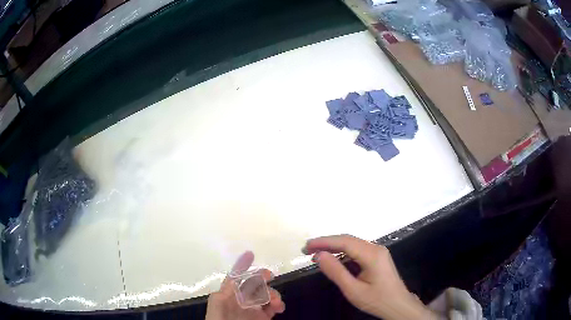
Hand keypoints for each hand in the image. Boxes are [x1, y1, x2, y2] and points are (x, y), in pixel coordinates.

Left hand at [206, 251, 285, 319]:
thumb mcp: (216, 309)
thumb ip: (222, 295)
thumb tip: (232, 282)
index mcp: (227, 295)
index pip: (234, 277)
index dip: (241, 265)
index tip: (250, 254)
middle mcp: (241, 300)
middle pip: (253, 283)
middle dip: (261, 277)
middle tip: (269, 276)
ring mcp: (253, 309)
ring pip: (266, 294)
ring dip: (272, 294)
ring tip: (275, 302)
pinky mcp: (262, 318)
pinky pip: (272, 307)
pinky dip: (278, 304)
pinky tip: (279, 307)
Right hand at [303, 235, 436, 319]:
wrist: (398, 306)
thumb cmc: (376, 300)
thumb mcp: (353, 290)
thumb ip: (336, 272)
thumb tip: (319, 255)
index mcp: (372, 254)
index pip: (344, 242)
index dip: (323, 242)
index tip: (306, 246)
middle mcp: (376, 248)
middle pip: (348, 240)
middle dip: (327, 243)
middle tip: (307, 250)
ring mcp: (378, 252)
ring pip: (352, 244)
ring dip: (334, 248)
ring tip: (316, 255)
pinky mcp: (377, 258)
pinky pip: (357, 251)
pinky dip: (343, 253)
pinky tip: (334, 260)